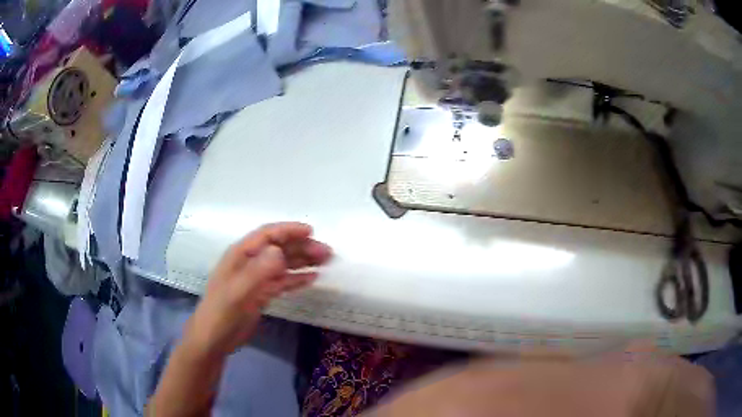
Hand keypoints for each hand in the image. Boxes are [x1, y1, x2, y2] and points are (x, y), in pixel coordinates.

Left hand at [184, 222, 331, 358]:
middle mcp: (250, 263)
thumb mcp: (238, 293)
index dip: (288, 230)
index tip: (311, 231)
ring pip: (283, 264)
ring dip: (303, 261)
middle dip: (302, 247)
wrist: (214, 340)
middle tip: (327, 252)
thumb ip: (258, 271)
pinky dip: (297, 279)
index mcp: (240, 255)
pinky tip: (312, 279)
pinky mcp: (261, 294)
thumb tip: (280, 250)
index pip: (267, 235)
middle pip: (279, 248)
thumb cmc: (221, 314)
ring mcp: (256, 279)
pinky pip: (282, 282)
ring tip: (325, 261)